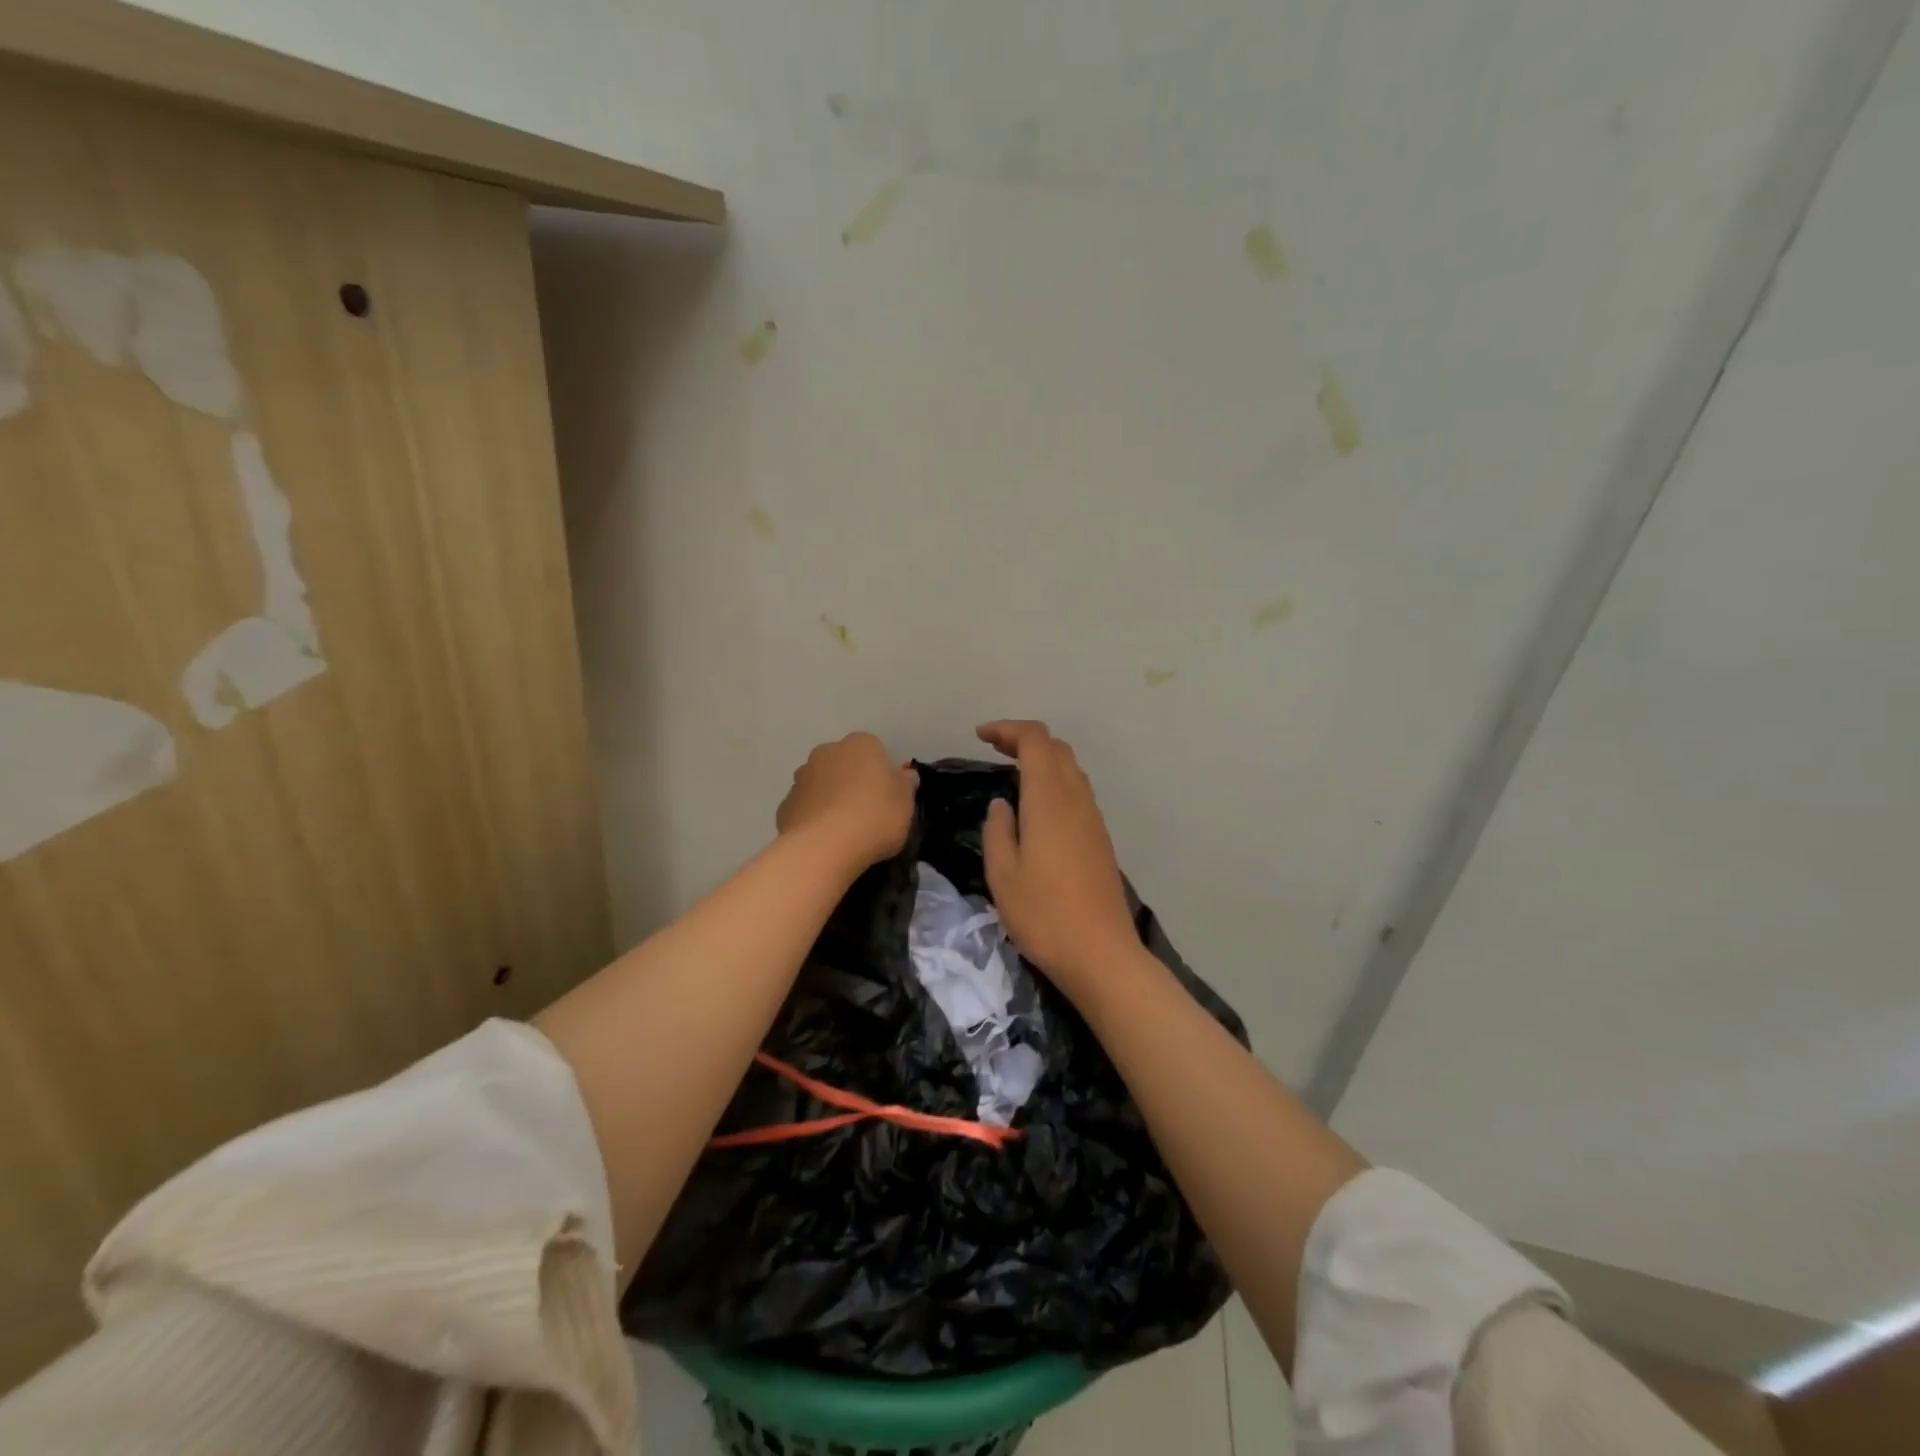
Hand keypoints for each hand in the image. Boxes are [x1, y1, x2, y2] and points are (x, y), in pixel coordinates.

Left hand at [777, 732, 917, 870]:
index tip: (888, 798)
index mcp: (860, 744)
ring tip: (844, 831)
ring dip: (831, 799)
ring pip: (822, 785)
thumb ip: (905, 785)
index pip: (875, 750)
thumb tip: (904, 775)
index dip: (882, 774)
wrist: (823, 847)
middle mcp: (827, 752)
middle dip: (853, 782)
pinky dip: (814, 819)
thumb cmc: (874, 817)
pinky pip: (806, 808)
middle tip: (867, 812)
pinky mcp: (784, 806)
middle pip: (844, 764)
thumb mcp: (906, 803)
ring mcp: (801, 778)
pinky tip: (824, 841)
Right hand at [977, 720, 1139, 996]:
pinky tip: (1037, 808)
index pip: (1035, 741)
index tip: (980, 736)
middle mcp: (1076, 800)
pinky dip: (1054, 782)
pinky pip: (1077, 792)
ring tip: (1011, 774)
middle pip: (1056, 749)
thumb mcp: (1002, 874)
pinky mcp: (1100, 839)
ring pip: (1071, 769)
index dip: (1008, 729)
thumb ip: (998, 830)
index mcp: (1049, 800)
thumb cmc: (1043, 914)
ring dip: (1042, 761)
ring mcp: (1093, 819)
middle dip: (1024, 740)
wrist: (1100, 954)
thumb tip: (1002, 804)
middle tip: (993, 750)